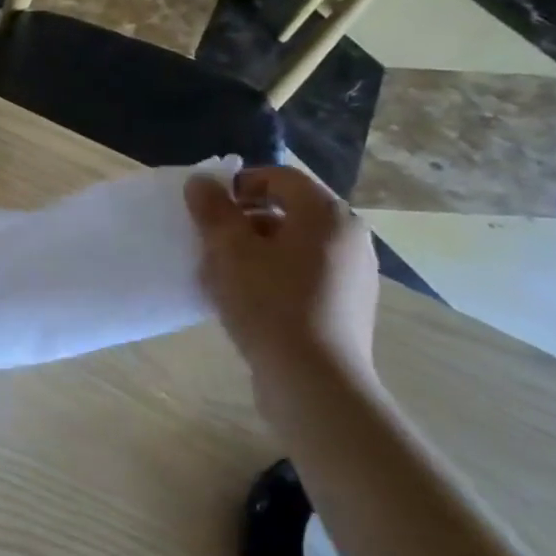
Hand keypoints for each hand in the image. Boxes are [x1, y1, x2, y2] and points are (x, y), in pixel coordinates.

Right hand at [185, 166, 378, 381]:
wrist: (313, 378)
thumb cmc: (268, 302)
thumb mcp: (228, 250)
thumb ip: (213, 209)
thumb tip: (202, 181)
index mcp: (327, 215)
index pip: (281, 177)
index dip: (239, 184)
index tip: (207, 207)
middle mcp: (350, 237)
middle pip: (290, 210)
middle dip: (245, 218)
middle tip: (211, 239)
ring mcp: (354, 273)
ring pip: (296, 243)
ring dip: (258, 247)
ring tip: (225, 271)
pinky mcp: (347, 305)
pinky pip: (305, 272)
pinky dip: (275, 272)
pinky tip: (250, 298)